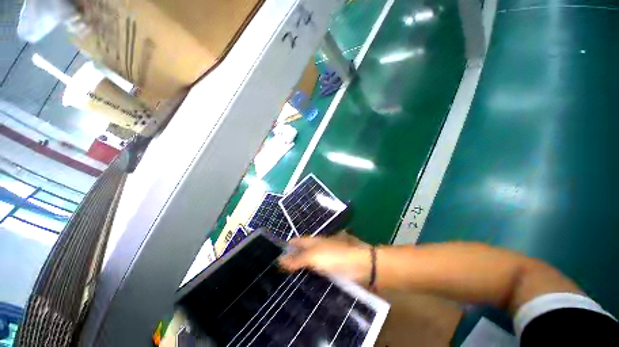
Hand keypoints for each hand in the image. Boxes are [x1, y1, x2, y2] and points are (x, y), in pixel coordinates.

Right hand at [278, 237, 371, 285]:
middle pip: (301, 254)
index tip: (272, 258)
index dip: (285, 247)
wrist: (361, 266)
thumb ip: (298, 258)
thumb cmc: (336, 257)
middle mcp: (318, 249)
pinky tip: (301, 290)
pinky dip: (308, 280)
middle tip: (274, 276)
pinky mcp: (330, 272)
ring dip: (298, 273)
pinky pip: (316, 275)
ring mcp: (324, 261)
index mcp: (313, 242)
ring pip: (308, 266)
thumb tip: (278, 260)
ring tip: (283, 286)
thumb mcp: (314, 256)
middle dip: (289, 262)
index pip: (296, 242)